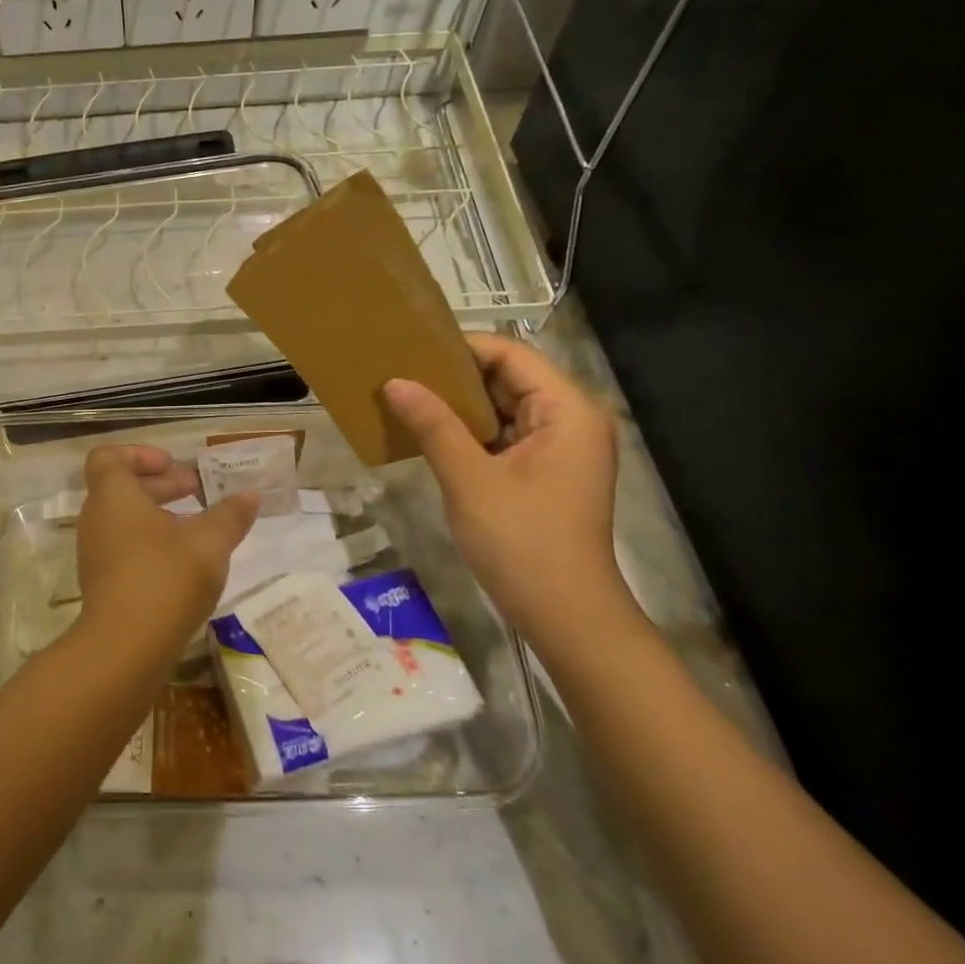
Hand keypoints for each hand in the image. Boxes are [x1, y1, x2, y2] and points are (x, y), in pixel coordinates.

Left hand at [75, 445, 258, 650]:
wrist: (125, 649)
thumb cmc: (165, 579)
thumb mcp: (209, 543)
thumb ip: (230, 515)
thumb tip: (250, 495)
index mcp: (113, 496)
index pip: (109, 457)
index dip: (140, 454)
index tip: (173, 465)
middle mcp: (97, 519)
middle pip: (121, 487)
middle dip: (161, 484)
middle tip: (197, 490)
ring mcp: (96, 553)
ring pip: (125, 519)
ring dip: (159, 515)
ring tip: (198, 527)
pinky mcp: (103, 583)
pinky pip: (124, 547)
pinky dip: (151, 543)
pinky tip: (184, 563)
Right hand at [384, 334, 623, 647]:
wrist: (565, 616)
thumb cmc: (522, 541)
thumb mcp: (469, 479)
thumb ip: (433, 425)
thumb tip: (395, 382)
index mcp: (566, 411)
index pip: (511, 355)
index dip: (461, 348)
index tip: (411, 349)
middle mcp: (569, 421)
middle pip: (508, 379)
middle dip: (455, 376)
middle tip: (400, 372)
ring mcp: (558, 449)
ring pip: (502, 410)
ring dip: (458, 406)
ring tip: (406, 397)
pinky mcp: (544, 474)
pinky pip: (502, 438)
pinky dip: (468, 433)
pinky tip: (428, 433)